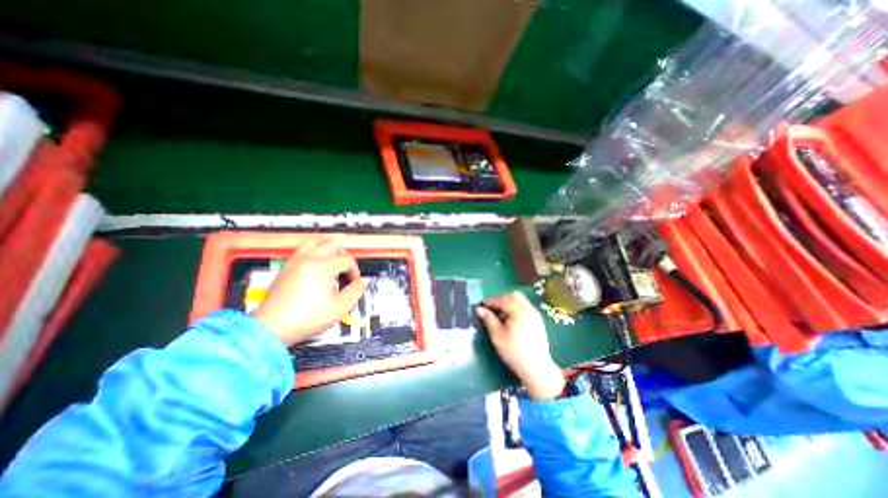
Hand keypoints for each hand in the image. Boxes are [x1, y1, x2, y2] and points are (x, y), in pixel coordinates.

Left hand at [252, 233, 367, 345]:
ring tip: (333, 256)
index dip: (355, 271)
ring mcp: (296, 261)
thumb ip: (355, 291)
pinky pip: (303, 248)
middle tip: (346, 266)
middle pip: (332, 243)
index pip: (347, 260)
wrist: (272, 327)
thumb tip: (363, 282)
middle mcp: (310, 259)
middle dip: (344, 253)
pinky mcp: (286, 267)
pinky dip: (314, 249)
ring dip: (328, 245)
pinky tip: (316, 261)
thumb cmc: (308, 317)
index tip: (354, 283)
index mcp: (325, 267)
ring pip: (315, 240)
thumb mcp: (340, 307)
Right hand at [475, 291, 563, 401]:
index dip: (491, 301)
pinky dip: (516, 309)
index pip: (503, 300)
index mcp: (519, 312)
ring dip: (509, 304)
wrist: (537, 368)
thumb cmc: (514, 352)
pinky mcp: (538, 321)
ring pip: (521, 301)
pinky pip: (526, 308)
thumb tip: (479, 309)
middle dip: (501, 299)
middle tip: (492, 310)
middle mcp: (529, 309)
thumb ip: (488, 319)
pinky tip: (511, 321)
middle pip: (514, 296)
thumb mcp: (497, 336)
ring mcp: (535, 315)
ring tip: (501, 317)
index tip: (481, 305)